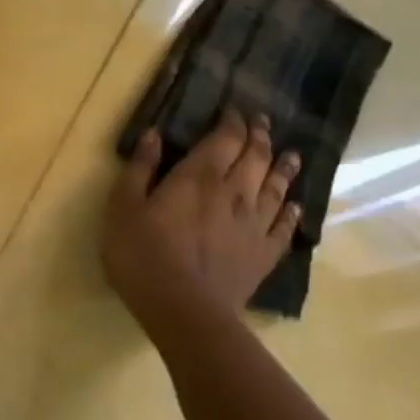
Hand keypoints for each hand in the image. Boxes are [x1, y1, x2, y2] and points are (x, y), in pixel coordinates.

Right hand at [101, 109, 300, 341]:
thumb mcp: (123, 207)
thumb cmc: (143, 255)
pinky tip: (295, 205)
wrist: (184, 310)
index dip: (232, 121)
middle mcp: (234, 193)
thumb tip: (154, 134)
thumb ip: (139, 168)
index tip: (234, 109)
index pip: (224, 138)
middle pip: (255, 156)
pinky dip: (291, 212)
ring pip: (276, 187)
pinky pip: (284, 227)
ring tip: (292, 155)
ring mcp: (254, 224)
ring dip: (284, 167)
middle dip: (259, 136)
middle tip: (262, 121)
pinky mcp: (264, 254)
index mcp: (198, 177)